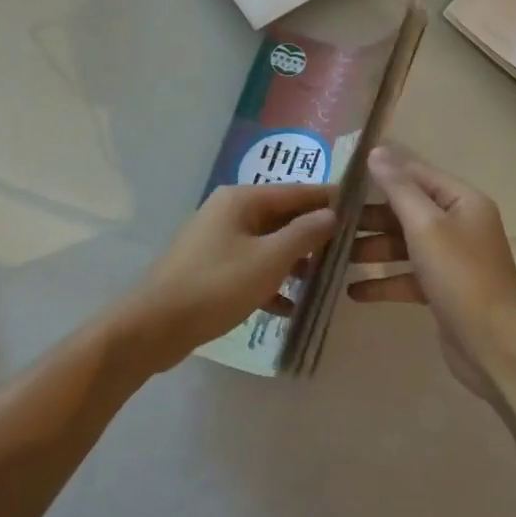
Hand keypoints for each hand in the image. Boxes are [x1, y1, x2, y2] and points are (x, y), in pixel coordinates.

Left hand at [110, 182, 338, 373]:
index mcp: (241, 200)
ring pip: (267, 244)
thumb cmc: (216, 285)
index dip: (328, 200)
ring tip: (323, 282)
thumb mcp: (269, 259)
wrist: (154, 325)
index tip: (360, 209)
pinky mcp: (211, 269)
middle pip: (281, 217)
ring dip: (294, 262)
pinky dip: (270, 283)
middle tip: (348, 252)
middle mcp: (229, 212)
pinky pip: (250, 268)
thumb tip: (331, 214)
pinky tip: (290, 308)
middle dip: (313, 235)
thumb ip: (304, 234)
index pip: (296, 191)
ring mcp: (217, 241)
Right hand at [348, 147, 515, 398]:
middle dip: (369, 217)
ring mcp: (451, 260)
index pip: (416, 175)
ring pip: (403, 245)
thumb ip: (398, 188)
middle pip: (406, 211)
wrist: (494, 346)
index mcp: (462, 202)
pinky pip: (406, 277)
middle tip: (329, 221)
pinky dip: (382, 282)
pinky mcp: (442, 290)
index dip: (381, 173)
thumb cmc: (461, 276)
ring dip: (371, 250)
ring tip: (332, 257)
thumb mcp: (426, 226)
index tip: (341, 178)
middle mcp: (459, 225)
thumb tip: (376, 152)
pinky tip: (352, 292)